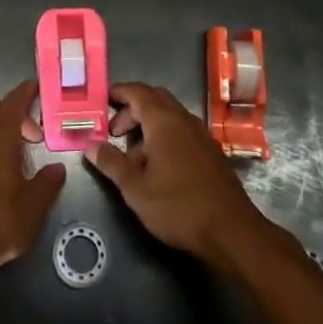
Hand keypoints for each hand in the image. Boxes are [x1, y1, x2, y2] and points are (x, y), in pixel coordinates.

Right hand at [84, 82, 266, 265]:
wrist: (231, 231)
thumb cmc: (178, 206)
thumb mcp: (135, 189)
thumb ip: (111, 163)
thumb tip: (91, 146)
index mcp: (163, 120)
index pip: (137, 91)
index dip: (118, 92)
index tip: (102, 100)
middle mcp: (183, 119)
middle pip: (155, 99)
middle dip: (132, 109)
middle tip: (115, 132)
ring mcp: (201, 134)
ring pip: (169, 116)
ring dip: (148, 126)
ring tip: (133, 157)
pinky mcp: (211, 152)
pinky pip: (182, 131)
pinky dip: (165, 137)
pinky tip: (159, 168)